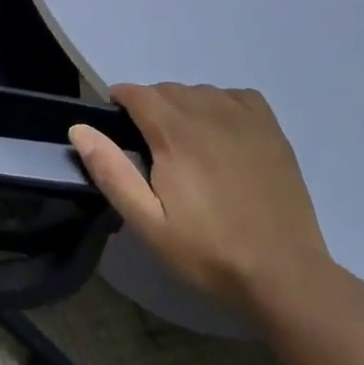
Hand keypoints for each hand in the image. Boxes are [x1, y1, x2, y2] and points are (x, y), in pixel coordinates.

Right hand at [70, 84, 336, 316]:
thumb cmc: (208, 251)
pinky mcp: (271, 131)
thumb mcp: (147, 222)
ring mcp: (245, 120)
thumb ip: (111, 172)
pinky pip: (237, 96)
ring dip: (184, 106)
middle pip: (167, 89)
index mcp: (174, 134)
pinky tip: (221, 133)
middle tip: (151, 148)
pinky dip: (221, 104)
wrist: (284, 275)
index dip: (120, 102)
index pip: (137, 93)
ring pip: (200, 91)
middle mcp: (208, 114)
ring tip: (185, 144)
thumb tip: (79, 128)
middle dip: (150, 107)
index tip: (118, 127)